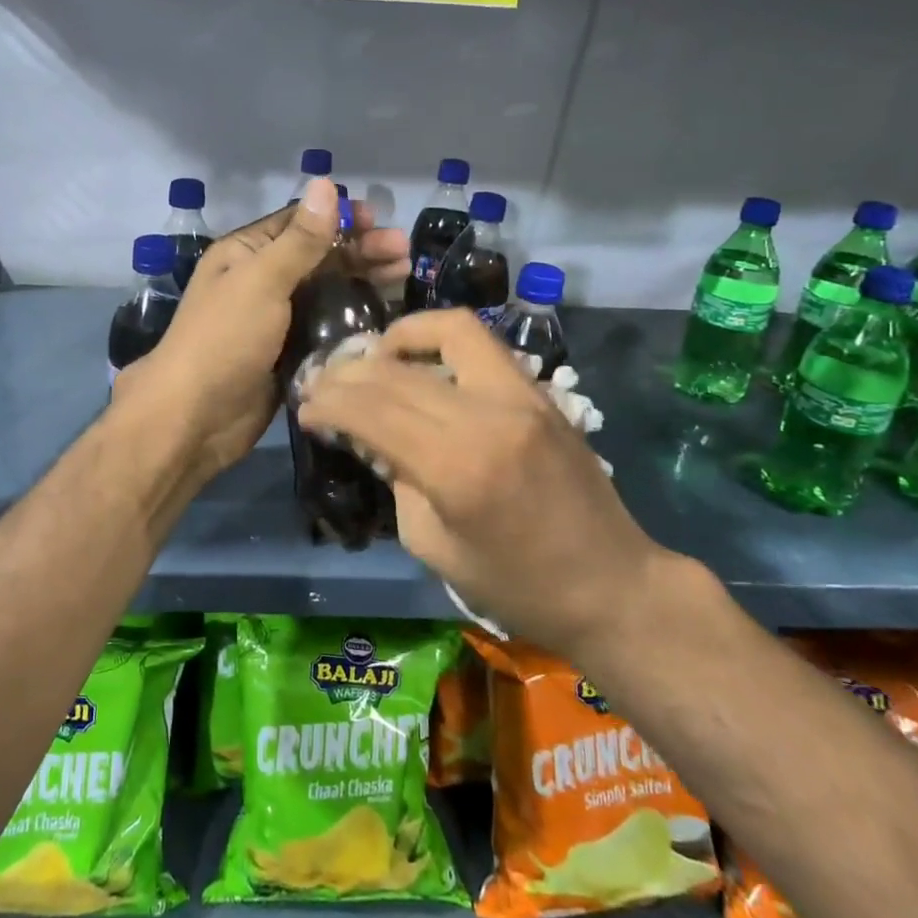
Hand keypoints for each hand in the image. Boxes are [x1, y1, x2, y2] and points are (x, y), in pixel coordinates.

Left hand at [115, 178, 408, 479]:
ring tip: (402, 278)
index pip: (299, 223)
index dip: (339, 217)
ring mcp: (276, 320)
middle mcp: (261, 281)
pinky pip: (326, 328)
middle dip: (360, 250)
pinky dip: (353, 320)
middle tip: (403, 254)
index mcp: (246, 254)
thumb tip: (324, 183)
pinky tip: (384, 316)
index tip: (379, 219)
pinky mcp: (290, 354)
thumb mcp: (261, 281)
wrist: (195, 418)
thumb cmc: (224, 339)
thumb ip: (299, 239)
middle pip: (318, 257)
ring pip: (327, 292)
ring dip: (362, 282)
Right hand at [296, 309, 666, 658]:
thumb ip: (398, 481)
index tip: (305, 408)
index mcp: (456, 468)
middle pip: (398, 372)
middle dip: (348, 373)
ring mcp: (522, 396)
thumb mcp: (433, 547)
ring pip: (448, 331)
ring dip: (399, 336)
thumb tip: (373, 439)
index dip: (329, 403)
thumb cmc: (516, 586)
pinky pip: (481, 346)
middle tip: (323, 383)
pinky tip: (421, 363)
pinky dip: (441, 342)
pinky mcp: (540, 392)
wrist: (612, 586)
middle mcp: (487, 416)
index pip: (372, 411)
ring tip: (374, 357)